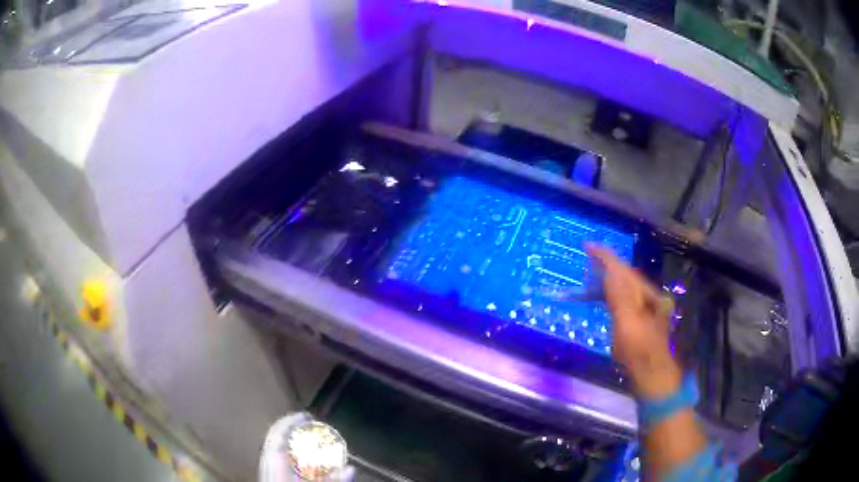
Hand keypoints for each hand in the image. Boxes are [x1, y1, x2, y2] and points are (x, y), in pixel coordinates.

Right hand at [587, 245, 680, 399]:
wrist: (652, 375)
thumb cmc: (639, 352)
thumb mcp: (628, 324)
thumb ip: (619, 297)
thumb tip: (609, 273)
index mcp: (647, 294)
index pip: (624, 270)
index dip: (606, 257)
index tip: (588, 245)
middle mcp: (649, 296)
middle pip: (626, 274)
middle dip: (608, 263)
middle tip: (588, 255)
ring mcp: (646, 308)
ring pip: (626, 285)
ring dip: (609, 276)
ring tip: (593, 269)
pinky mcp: (640, 320)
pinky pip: (625, 297)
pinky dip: (613, 291)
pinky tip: (606, 293)